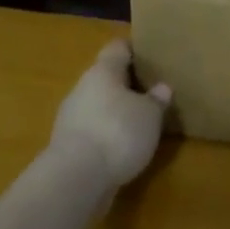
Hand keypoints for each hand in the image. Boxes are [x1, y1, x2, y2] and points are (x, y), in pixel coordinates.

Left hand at [51, 39, 171, 190]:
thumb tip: (161, 88)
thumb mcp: (151, 114)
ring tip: (142, 120)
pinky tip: (125, 145)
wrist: (75, 180)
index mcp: (103, 71)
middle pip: (106, 77)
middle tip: (153, 89)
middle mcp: (83, 88)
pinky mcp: (68, 146)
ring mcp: (71, 118)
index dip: (135, 48)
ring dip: (117, 110)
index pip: (118, 48)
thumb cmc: (118, 132)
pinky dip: (108, 133)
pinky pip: (94, 130)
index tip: (152, 53)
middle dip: (127, 83)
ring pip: (99, 105)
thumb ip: (157, 99)